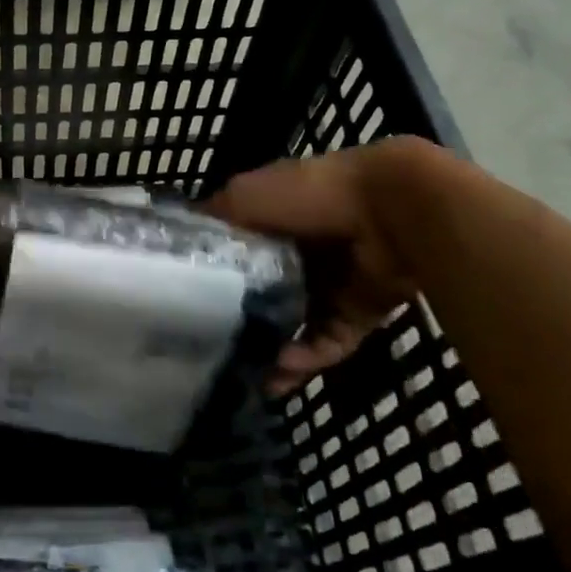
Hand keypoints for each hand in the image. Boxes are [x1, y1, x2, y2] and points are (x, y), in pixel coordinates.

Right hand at [206, 139, 428, 395]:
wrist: (389, 210)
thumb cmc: (308, 195)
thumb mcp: (244, 195)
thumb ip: (213, 217)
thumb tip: (181, 238)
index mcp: (275, 220)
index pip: (240, 253)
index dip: (216, 277)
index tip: (188, 304)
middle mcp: (301, 252)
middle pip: (266, 294)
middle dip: (243, 323)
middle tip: (214, 351)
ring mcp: (333, 284)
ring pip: (296, 326)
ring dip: (274, 351)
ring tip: (247, 376)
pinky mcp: (360, 313)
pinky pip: (328, 342)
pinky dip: (307, 358)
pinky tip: (281, 371)